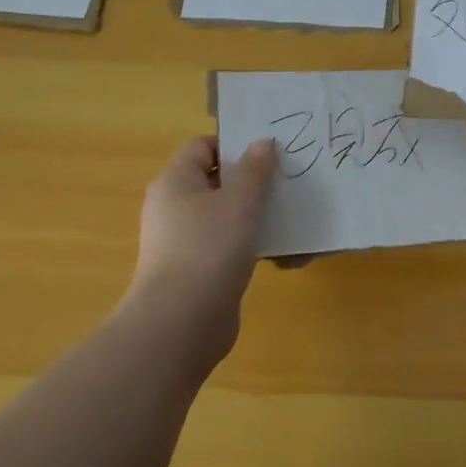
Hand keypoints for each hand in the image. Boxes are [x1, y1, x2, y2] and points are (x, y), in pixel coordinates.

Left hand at [126, 136, 276, 358]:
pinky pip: (228, 247)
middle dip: (253, 182)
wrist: (182, 324)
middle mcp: (173, 207)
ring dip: (257, 217)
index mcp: (175, 182)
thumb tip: (261, 142)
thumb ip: (255, 170)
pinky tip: (282, 255)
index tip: (269, 154)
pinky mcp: (197, 271)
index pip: (202, 146)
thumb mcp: (240, 201)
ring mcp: (183, 241)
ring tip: (292, 218)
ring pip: (226, 216)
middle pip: (216, 181)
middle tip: (287, 182)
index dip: (234, 145)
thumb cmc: (209, 248)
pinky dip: (251, 246)